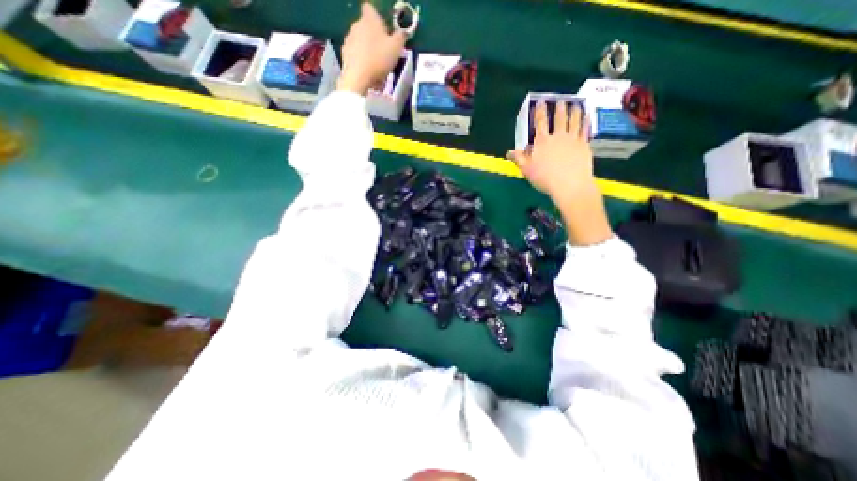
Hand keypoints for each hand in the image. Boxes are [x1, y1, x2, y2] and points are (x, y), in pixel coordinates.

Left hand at [337, 2, 408, 95]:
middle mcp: (356, 25)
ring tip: (378, 69)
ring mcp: (349, 40)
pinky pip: (357, 57)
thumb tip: (403, 32)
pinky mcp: (344, 54)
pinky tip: (370, 75)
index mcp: (369, 19)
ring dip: (369, 53)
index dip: (378, 18)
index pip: (370, 9)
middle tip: (385, 53)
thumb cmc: (379, 58)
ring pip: (361, 44)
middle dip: (375, 38)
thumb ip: (401, 37)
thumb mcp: (396, 47)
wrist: (358, 77)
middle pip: (366, 28)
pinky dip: (363, 63)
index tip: (385, 30)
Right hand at [504, 102, 592, 203]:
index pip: (540, 122)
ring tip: (576, 104)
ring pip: (574, 121)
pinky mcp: (584, 145)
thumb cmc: (545, 178)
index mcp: (542, 142)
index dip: (540, 111)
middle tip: (561, 100)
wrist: (570, 185)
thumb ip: (518, 159)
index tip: (541, 102)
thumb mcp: (527, 170)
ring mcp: (573, 139)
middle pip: (559, 119)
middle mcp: (558, 136)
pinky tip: (587, 117)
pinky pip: (585, 130)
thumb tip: (509, 152)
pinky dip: (586, 122)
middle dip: (559, 108)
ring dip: (574, 111)